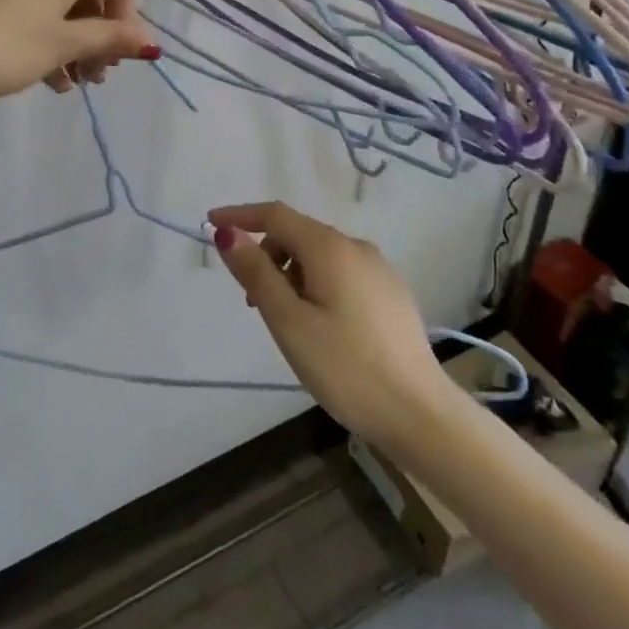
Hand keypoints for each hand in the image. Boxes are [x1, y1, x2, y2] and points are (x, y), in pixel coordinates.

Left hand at [0, 0, 160, 103]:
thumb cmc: (5, 46)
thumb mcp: (63, 45)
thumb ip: (109, 38)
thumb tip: (150, 42)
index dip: (128, 20)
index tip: (119, 60)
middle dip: (100, 34)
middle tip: (95, 76)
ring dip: (74, 39)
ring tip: (69, 82)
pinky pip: (34, 0)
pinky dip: (47, 31)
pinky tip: (45, 73)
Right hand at [209, 201, 451, 448]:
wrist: (419, 414)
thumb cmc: (345, 367)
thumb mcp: (288, 321)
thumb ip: (256, 272)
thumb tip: (228, 232)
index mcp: (330, 248)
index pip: (275, 214)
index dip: (240, 215)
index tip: (209, 224)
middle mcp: (357, 247)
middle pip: (298, 234)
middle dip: (266, 255)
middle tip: (252, 302)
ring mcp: (379, 270)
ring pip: (320, 256)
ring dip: (290, 274)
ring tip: (286, 322)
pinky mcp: (391, 294)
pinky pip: (341, 274)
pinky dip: (316, 285)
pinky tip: (320, 327)